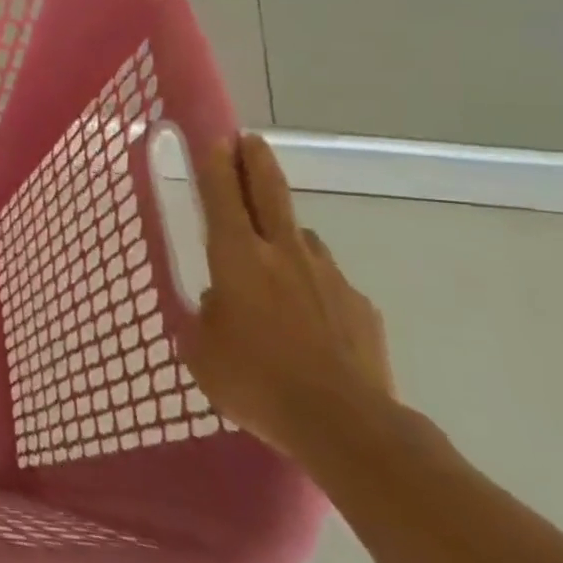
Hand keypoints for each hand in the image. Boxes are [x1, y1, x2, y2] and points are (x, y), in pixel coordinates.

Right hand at [181, 134, 394, 463]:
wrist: (346, 424)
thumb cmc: (255, 381)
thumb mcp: (202, 351)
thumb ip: (205, 316)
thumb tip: (220, 301)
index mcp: (236, 258)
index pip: (221, 197)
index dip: (215, 165)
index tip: (215, 138)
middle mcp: (283, 254)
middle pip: (269, 192)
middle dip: (255, 161)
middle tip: (250, 140)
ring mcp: (328, 277)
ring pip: (301, 239)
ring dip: (285, 234)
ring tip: (274, 258)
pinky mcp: (360, 306)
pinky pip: (327, 283)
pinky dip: (312, 287)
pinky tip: (308, 320)